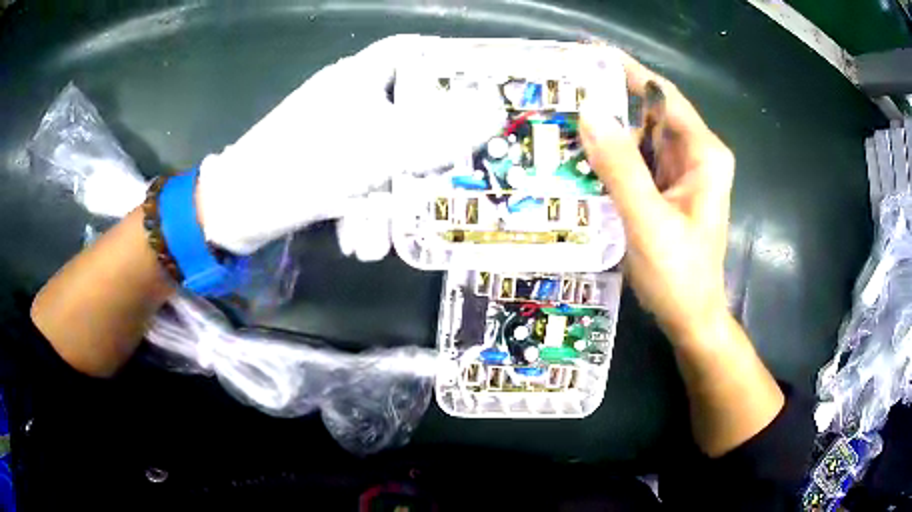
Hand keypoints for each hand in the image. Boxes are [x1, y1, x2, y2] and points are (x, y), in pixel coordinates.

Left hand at [196, 35, 505, 255]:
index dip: (446, 63)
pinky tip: (356, 241)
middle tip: (446, 180)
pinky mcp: (325, 165)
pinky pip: (362, 179)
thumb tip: (494, 109)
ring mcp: (336, 134)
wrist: (235, 210)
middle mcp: (351, 99)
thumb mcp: (377, 148)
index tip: (479, 88)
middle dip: (424, 158)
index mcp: (360, 77)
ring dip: (388, 201)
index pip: (412, 52)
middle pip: (409, 114)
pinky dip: (363, 210)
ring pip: (386, 157)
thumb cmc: (302, 166)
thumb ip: (439, 131)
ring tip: (379, 241)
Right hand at [580, 53, 734, 346]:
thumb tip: (589, 113)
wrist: (691, 319)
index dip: (628, 71)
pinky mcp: (667, 190)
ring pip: (640, 139)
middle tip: (562, 92)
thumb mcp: (648, 223)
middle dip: (609, 102)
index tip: (588, 54)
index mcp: (704, 155)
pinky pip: (636, 162)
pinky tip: (580, 161)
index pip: (664, 96)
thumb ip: (621, 169)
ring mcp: (681, 174)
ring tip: (561, 125)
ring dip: (605, 133)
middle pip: (650, 114)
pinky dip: (610, 159)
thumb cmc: (679, 277)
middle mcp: (696, 156)